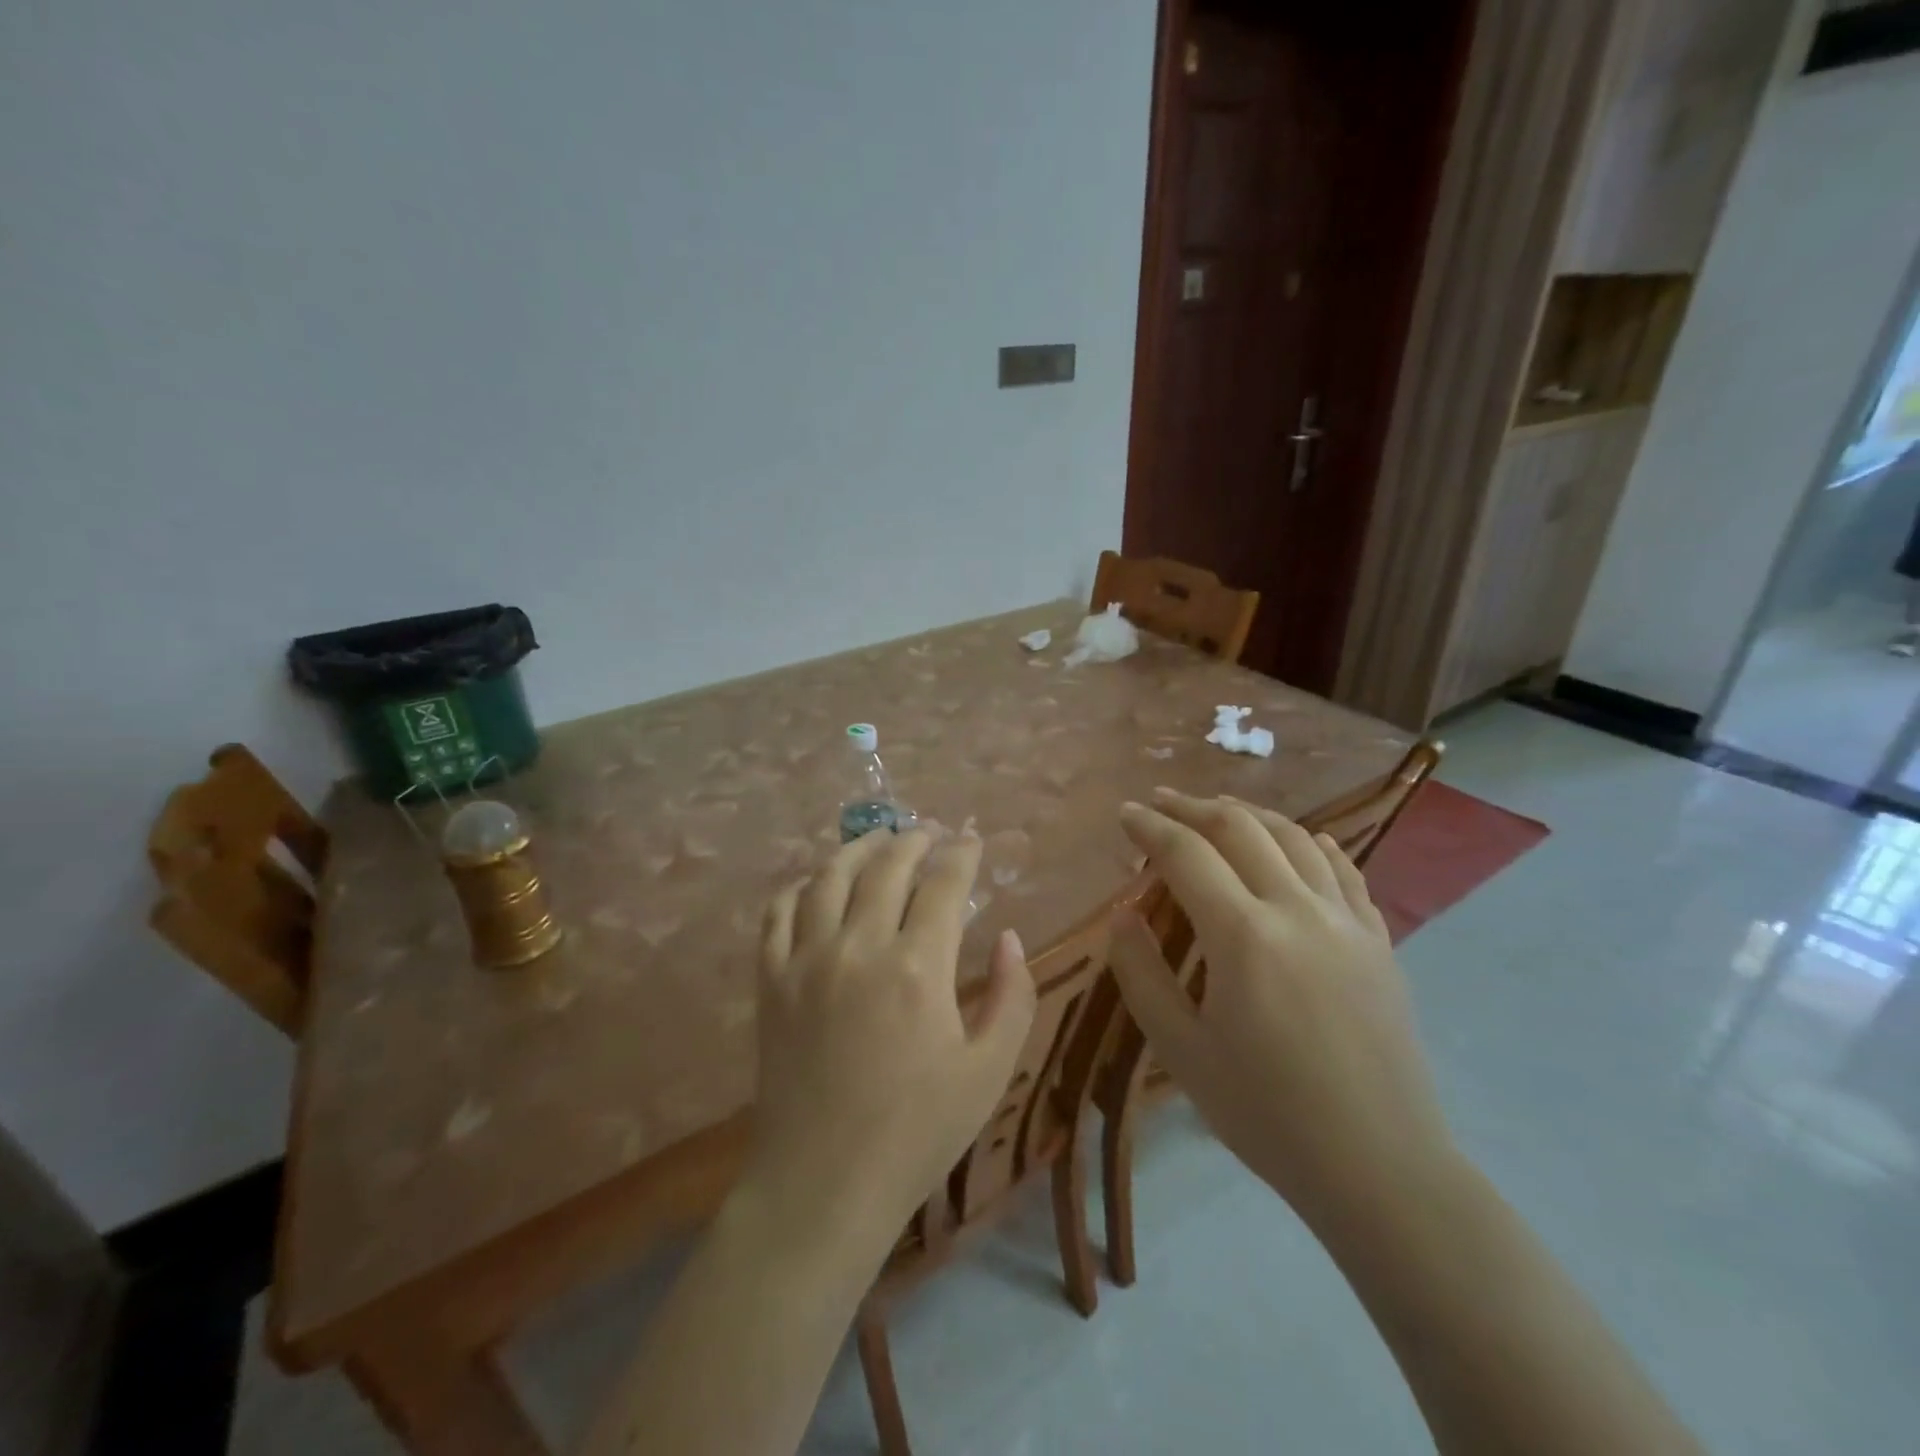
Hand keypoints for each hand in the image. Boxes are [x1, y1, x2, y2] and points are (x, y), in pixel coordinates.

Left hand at [746, 829, 1036, 1252]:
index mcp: (919, 967)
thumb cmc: (917, 1131)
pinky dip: (799, 886)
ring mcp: (806, 960)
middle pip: (887, 866)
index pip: (944, 883)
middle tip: (929, 834)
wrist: (823, 1183)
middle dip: (913, 840)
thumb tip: (1009, 937)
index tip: (972, 842)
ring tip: (877, 840)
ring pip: (829, 877)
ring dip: (857, 849)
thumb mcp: (989, 1071)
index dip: (962, 854)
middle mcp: (860, 947)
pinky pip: (778, 913)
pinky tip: (815, 883)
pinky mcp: (771, 981)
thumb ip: (1012, 996)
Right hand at [1110, 790, 1455, 1229]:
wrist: (1380, 1168)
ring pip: (1294, 838)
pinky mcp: (1378, 941)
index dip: (1150, 826)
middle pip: (1240, 829)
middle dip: (1193, 807)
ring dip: (1249, 814)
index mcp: (1243, 935)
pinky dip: (1312, 845)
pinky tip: (1301, 841)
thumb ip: (1142, 973)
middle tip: (1161, 803)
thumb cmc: (1266, 1113)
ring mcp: (1346, 921)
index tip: (1125, 813)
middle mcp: (1297, 910)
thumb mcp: (1181, 1051)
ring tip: (1218, 811)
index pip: (1186, 853)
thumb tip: (1122, 913)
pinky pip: (1344, 871)